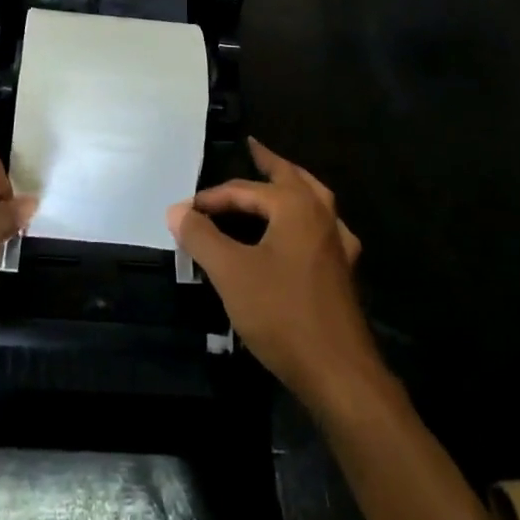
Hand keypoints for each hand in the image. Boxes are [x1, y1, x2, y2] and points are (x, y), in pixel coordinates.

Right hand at [167, 138, 378, 410]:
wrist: (339, 373)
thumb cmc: (282, 314)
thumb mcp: (230, 273)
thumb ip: (202, 237)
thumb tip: (177, 210)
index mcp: (294, 206)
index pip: (244, 190)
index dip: (212, 198)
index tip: (186, 211)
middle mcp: (320, 215)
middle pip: (291, 177)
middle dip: (269, 162)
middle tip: (252, 146)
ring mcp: (337, 243)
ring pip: (314, 198)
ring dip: (292, 184)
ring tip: (276, 180)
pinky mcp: (343, 271)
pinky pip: (324, 228)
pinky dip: (308, 218)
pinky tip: (304, 232)